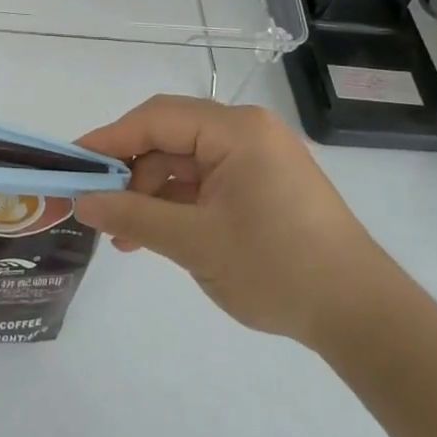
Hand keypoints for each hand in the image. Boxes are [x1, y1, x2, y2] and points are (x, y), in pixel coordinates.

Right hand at [73, 96, 390, 345]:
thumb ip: (133, 215)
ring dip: (151, 195)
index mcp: (236, 130)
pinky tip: (154, 236)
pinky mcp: (262, 185)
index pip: (156, 119)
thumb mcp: (195, 242)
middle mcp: (246, 132)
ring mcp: (256, 159)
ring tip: (124, 237)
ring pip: (183, 163)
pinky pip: (205, 182)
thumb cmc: (278, 268)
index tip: (72, 163)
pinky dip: (177, 205)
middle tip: (96, 205)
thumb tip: (82, 201)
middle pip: (169, 138)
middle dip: (130, 173)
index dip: (109, 139)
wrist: (364, 318)